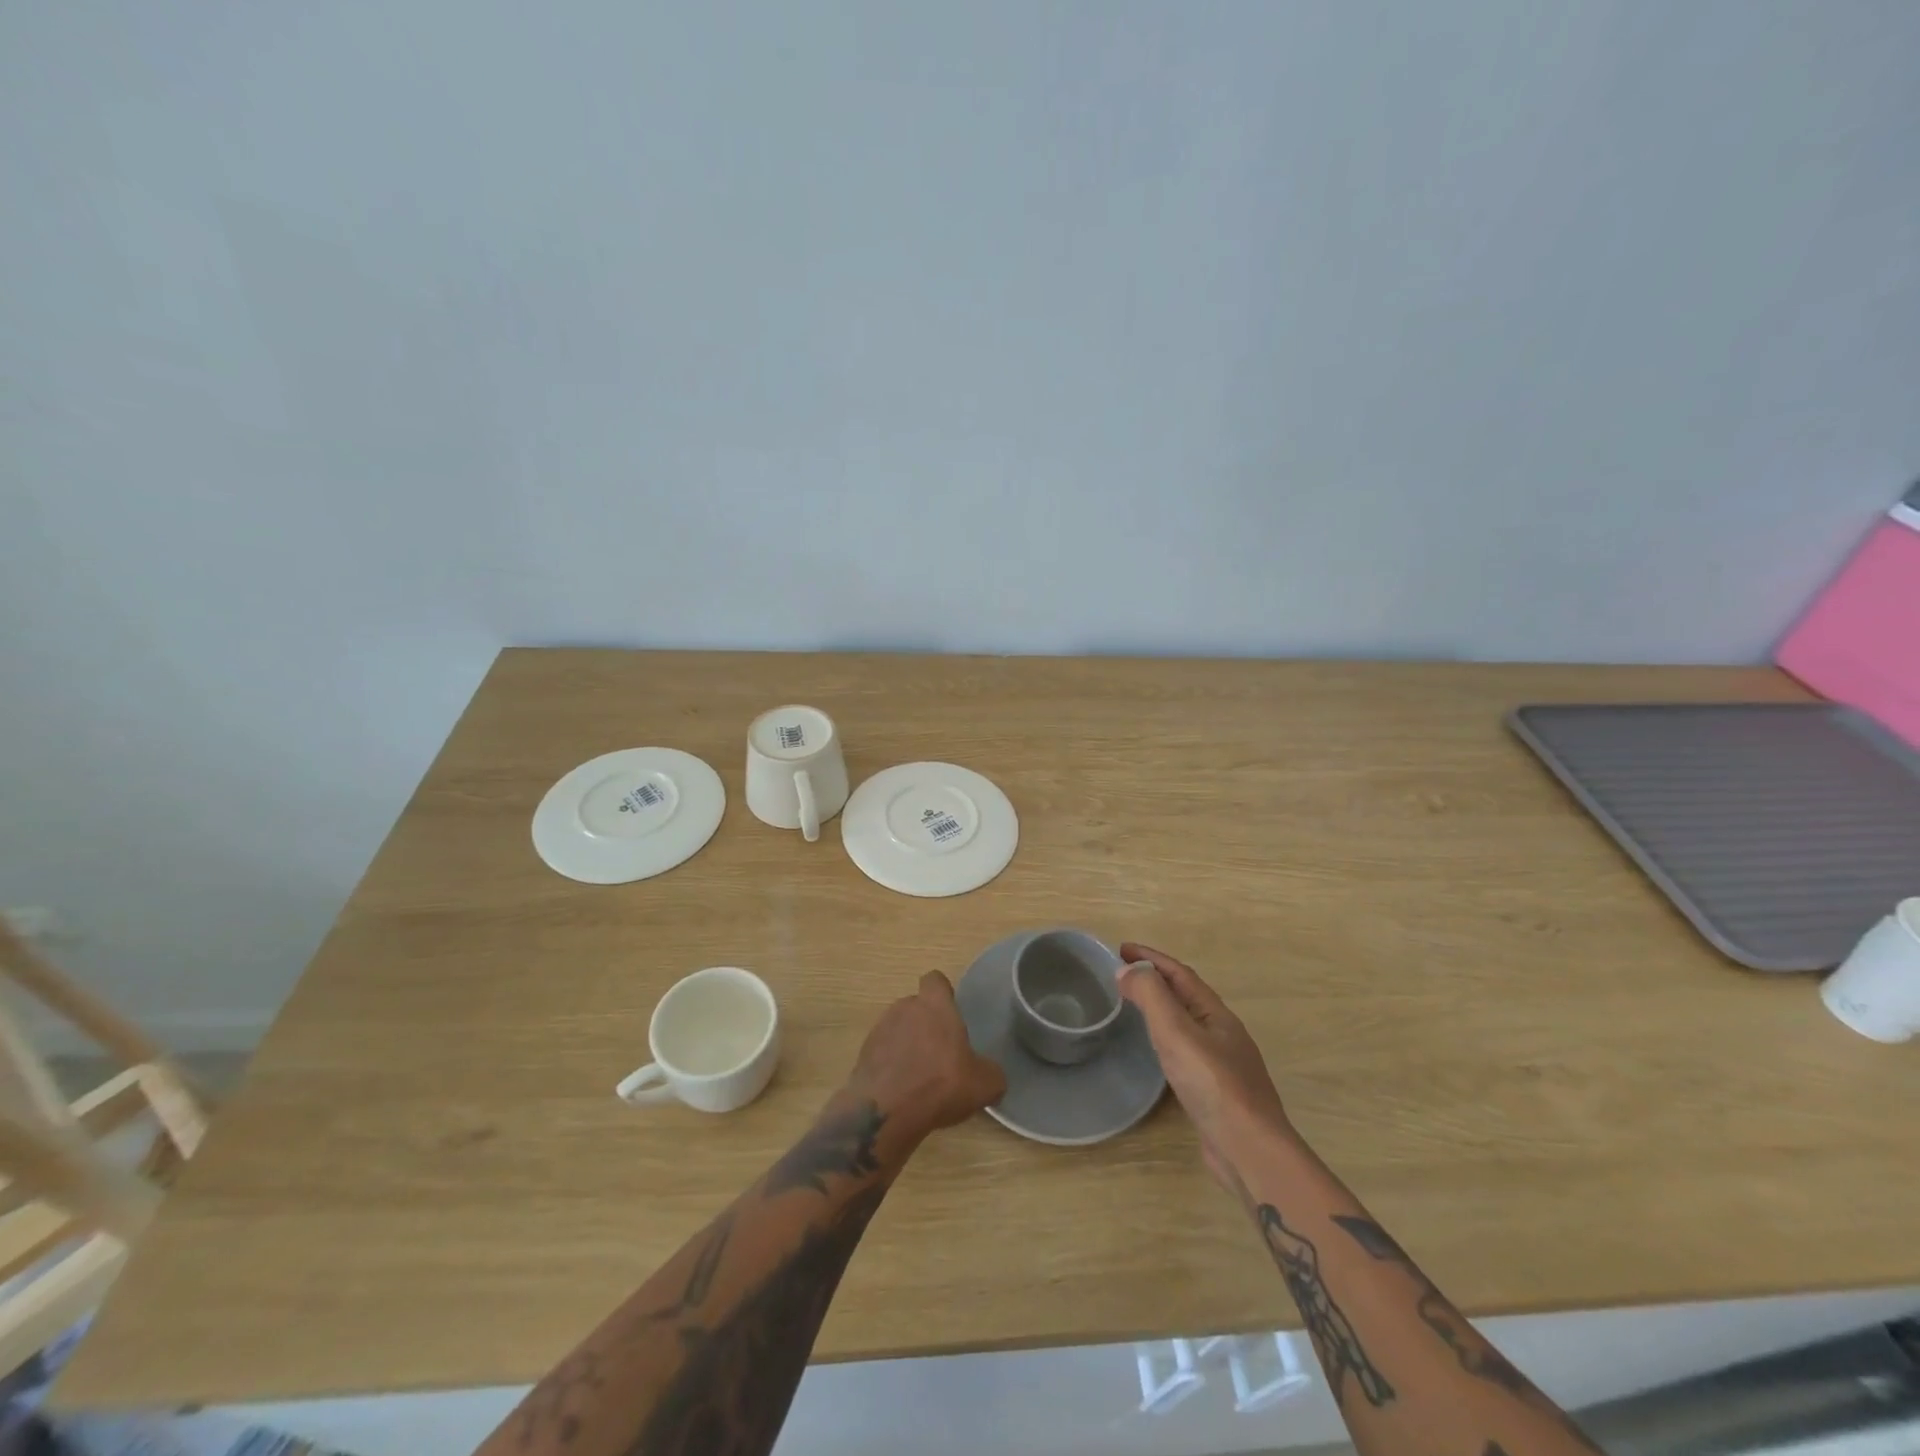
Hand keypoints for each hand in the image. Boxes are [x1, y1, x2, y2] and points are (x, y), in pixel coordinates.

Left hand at [845, 971, 1006, 1142]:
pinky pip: (883, 1052)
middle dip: (926, 1023)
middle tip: (941, 1052)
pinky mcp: (863, 1054)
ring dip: (908, 1044)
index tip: (951, 1013)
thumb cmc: (940, 1084)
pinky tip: (902, 1090)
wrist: (886, 1111)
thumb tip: (991, 1075)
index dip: (943, 993)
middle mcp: (905, 1007)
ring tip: (920, 1075)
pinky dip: (892, 1065)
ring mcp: (880, 1029)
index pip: (935, 980)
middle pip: (916, 1005)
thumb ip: (991, 1073)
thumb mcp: (984, 1084)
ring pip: (898, 1028)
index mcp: (935, 1005)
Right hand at [1118, 943, 1288, 1187]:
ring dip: (1162, 1009)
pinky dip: (1166, 1039)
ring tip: (1134, 1007)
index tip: (1121, 948)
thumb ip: (1151, 996)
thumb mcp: (1176, 1031)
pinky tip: (1157, 1054)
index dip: (1151, 957)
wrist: (1249, 1150)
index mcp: (1216, 1014)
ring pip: (1187, 1024)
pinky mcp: (1216, 1093)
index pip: (1180, 974)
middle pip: (1186, 996)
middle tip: (1122, 975)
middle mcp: (1222, 1033)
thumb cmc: (1212, 1084)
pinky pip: (1186, 1051)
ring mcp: (1223, 1064)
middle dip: (1156, 980)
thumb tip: (1127, 971)